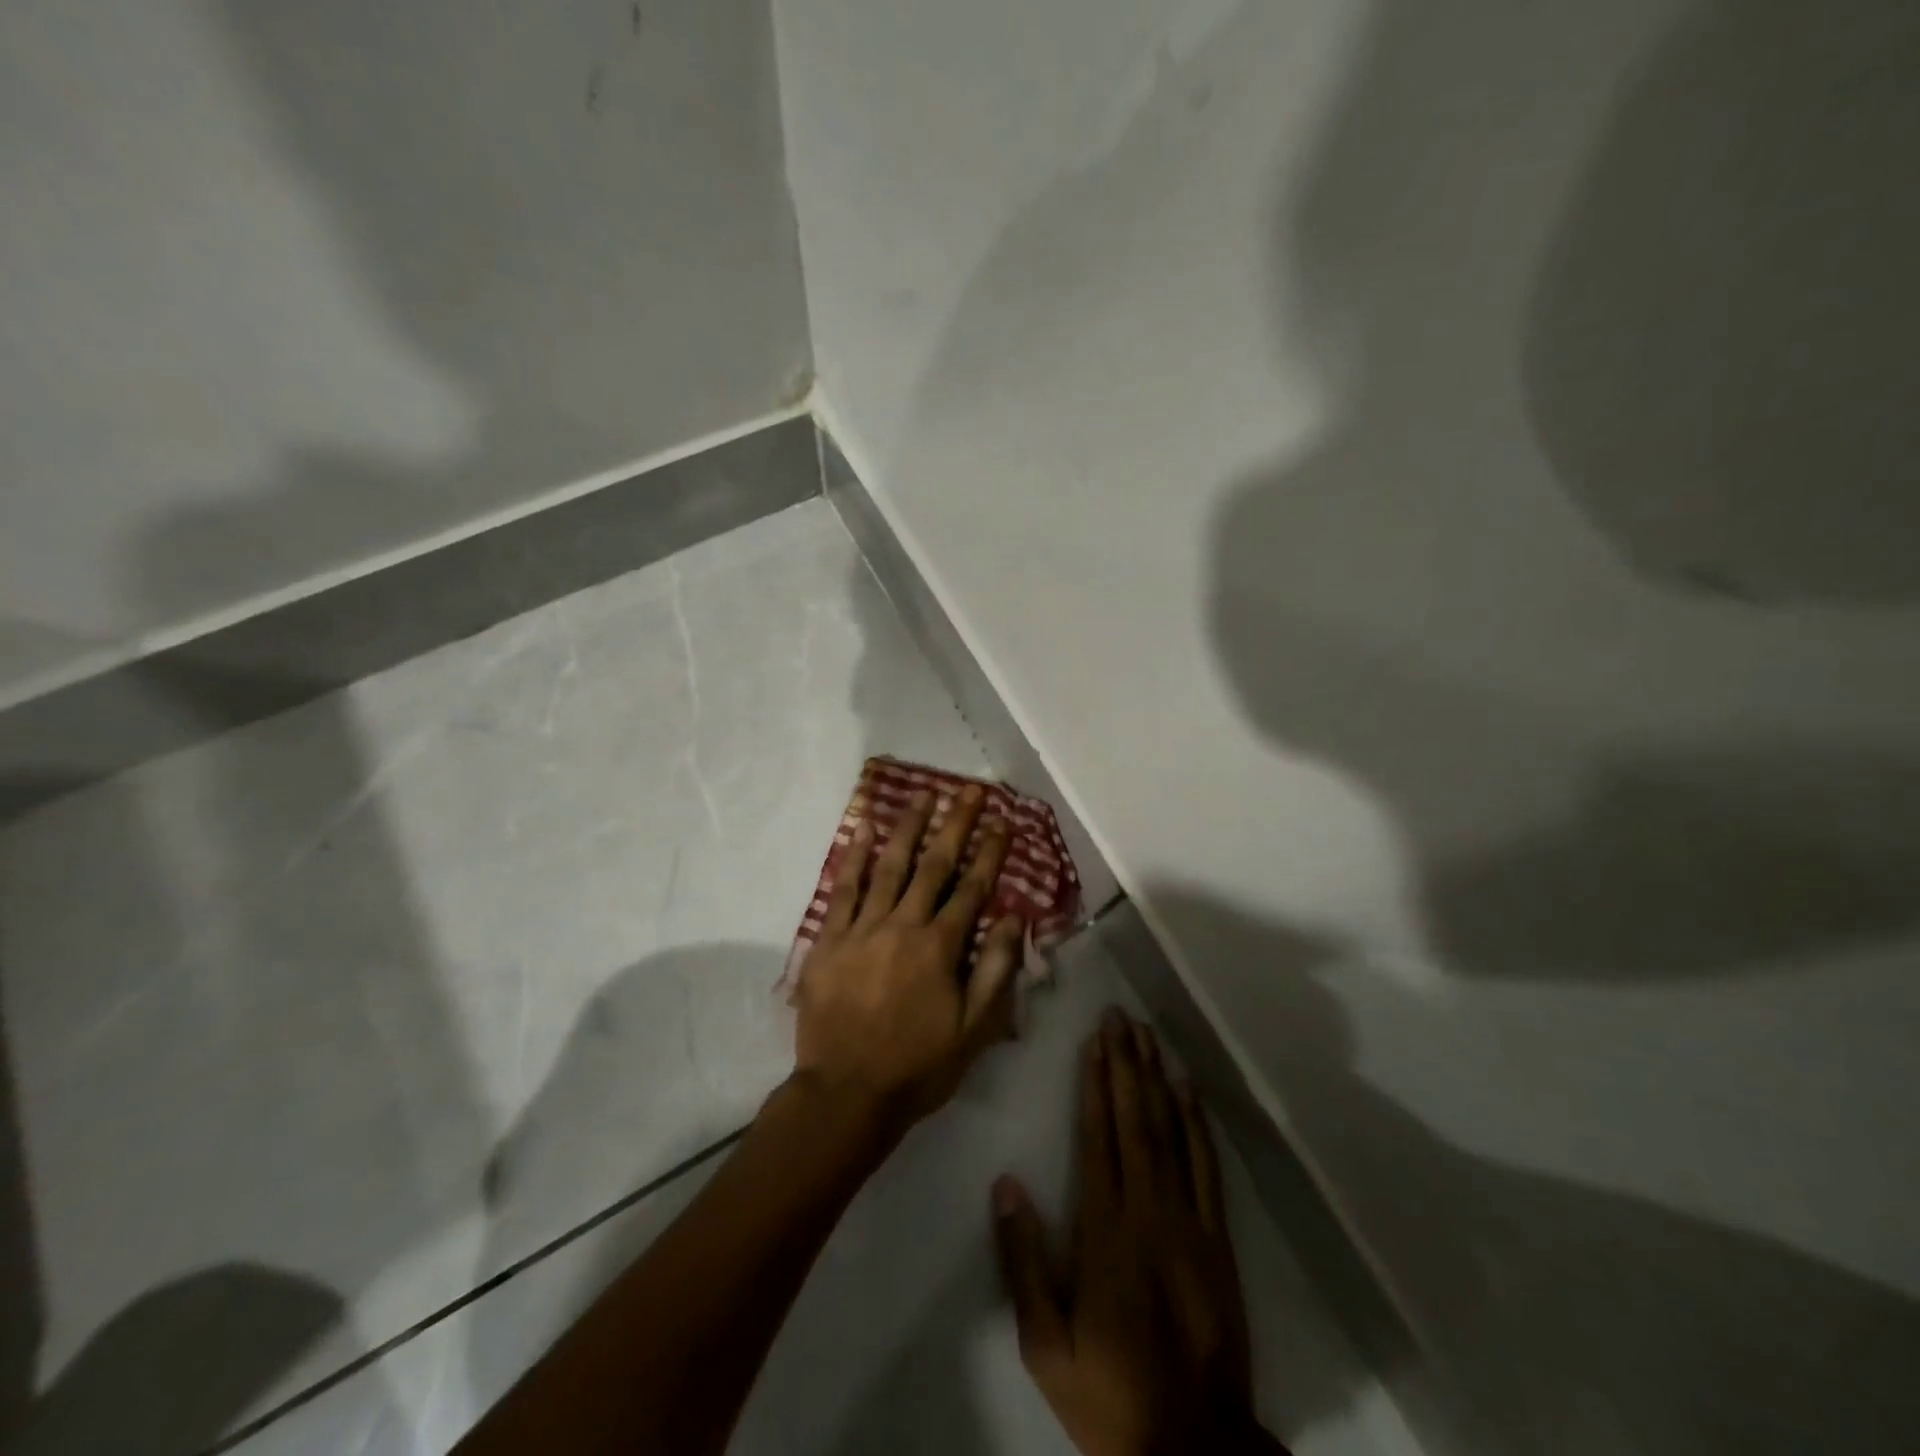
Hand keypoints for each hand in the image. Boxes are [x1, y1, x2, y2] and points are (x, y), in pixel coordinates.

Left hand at [792, 784, 1024, 1131]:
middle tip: (966, 790)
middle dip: (953, 825)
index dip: (989, 852)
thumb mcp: (974, 1029)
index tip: (1002, 821)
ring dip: (907, 828)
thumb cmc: (917, 1065)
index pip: (972, 888)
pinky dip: (853, 857)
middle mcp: (903, 925)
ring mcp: (862, 928)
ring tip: (922, 796)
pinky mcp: (829, 939)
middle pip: (933, 865)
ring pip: (889, 867)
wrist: (846, 1093)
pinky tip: (862, 829)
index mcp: (939, 947)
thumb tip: (1015, 917)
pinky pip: (843, 889)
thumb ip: (996, 970)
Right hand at [994, 1011, 1281, 1455]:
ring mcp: (1189, 1221)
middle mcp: (1148, 1210)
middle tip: (1120, 1017)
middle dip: (1125, 1063)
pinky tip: (1188, 1091)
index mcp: (1105, 1229)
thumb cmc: (1108, 1391)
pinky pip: (1206, 1167)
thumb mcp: (1045, 1343)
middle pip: (1136, 1120)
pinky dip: (1197, 1123)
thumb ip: (1023, 1262)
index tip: (1094, 1041)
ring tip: (1148, 1036)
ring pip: (1172, 1132)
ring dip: (1158, 1079)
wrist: (1192, 1448)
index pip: (1099, 1136)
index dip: (1096, 1083)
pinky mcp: (1217, 1238)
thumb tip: (1007, 1185)